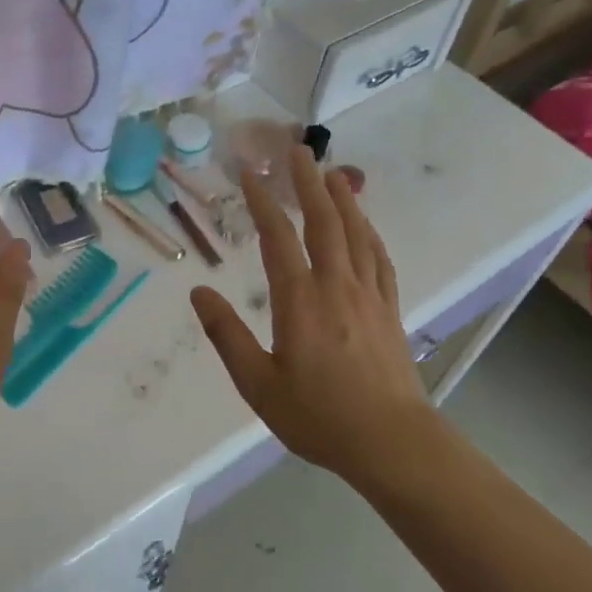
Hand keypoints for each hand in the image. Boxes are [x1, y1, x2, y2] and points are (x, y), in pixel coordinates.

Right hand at [191, 146, 433, 482]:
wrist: (392, 442)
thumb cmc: (318, 416)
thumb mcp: (258, 384)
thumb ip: (226, 335)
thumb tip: (198, 293)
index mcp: (300, 300)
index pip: (278, 237)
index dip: (263, 201)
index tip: (250, 173)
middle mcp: (336, 286)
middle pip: (323, 221)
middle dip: (307, 182)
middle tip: (296, 149)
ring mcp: (368, 295)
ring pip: (356, 233)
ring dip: (342, 199)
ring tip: (331, 173)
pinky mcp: (389, 309)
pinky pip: (379, 259)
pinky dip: (370, 234)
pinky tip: (365, 226)